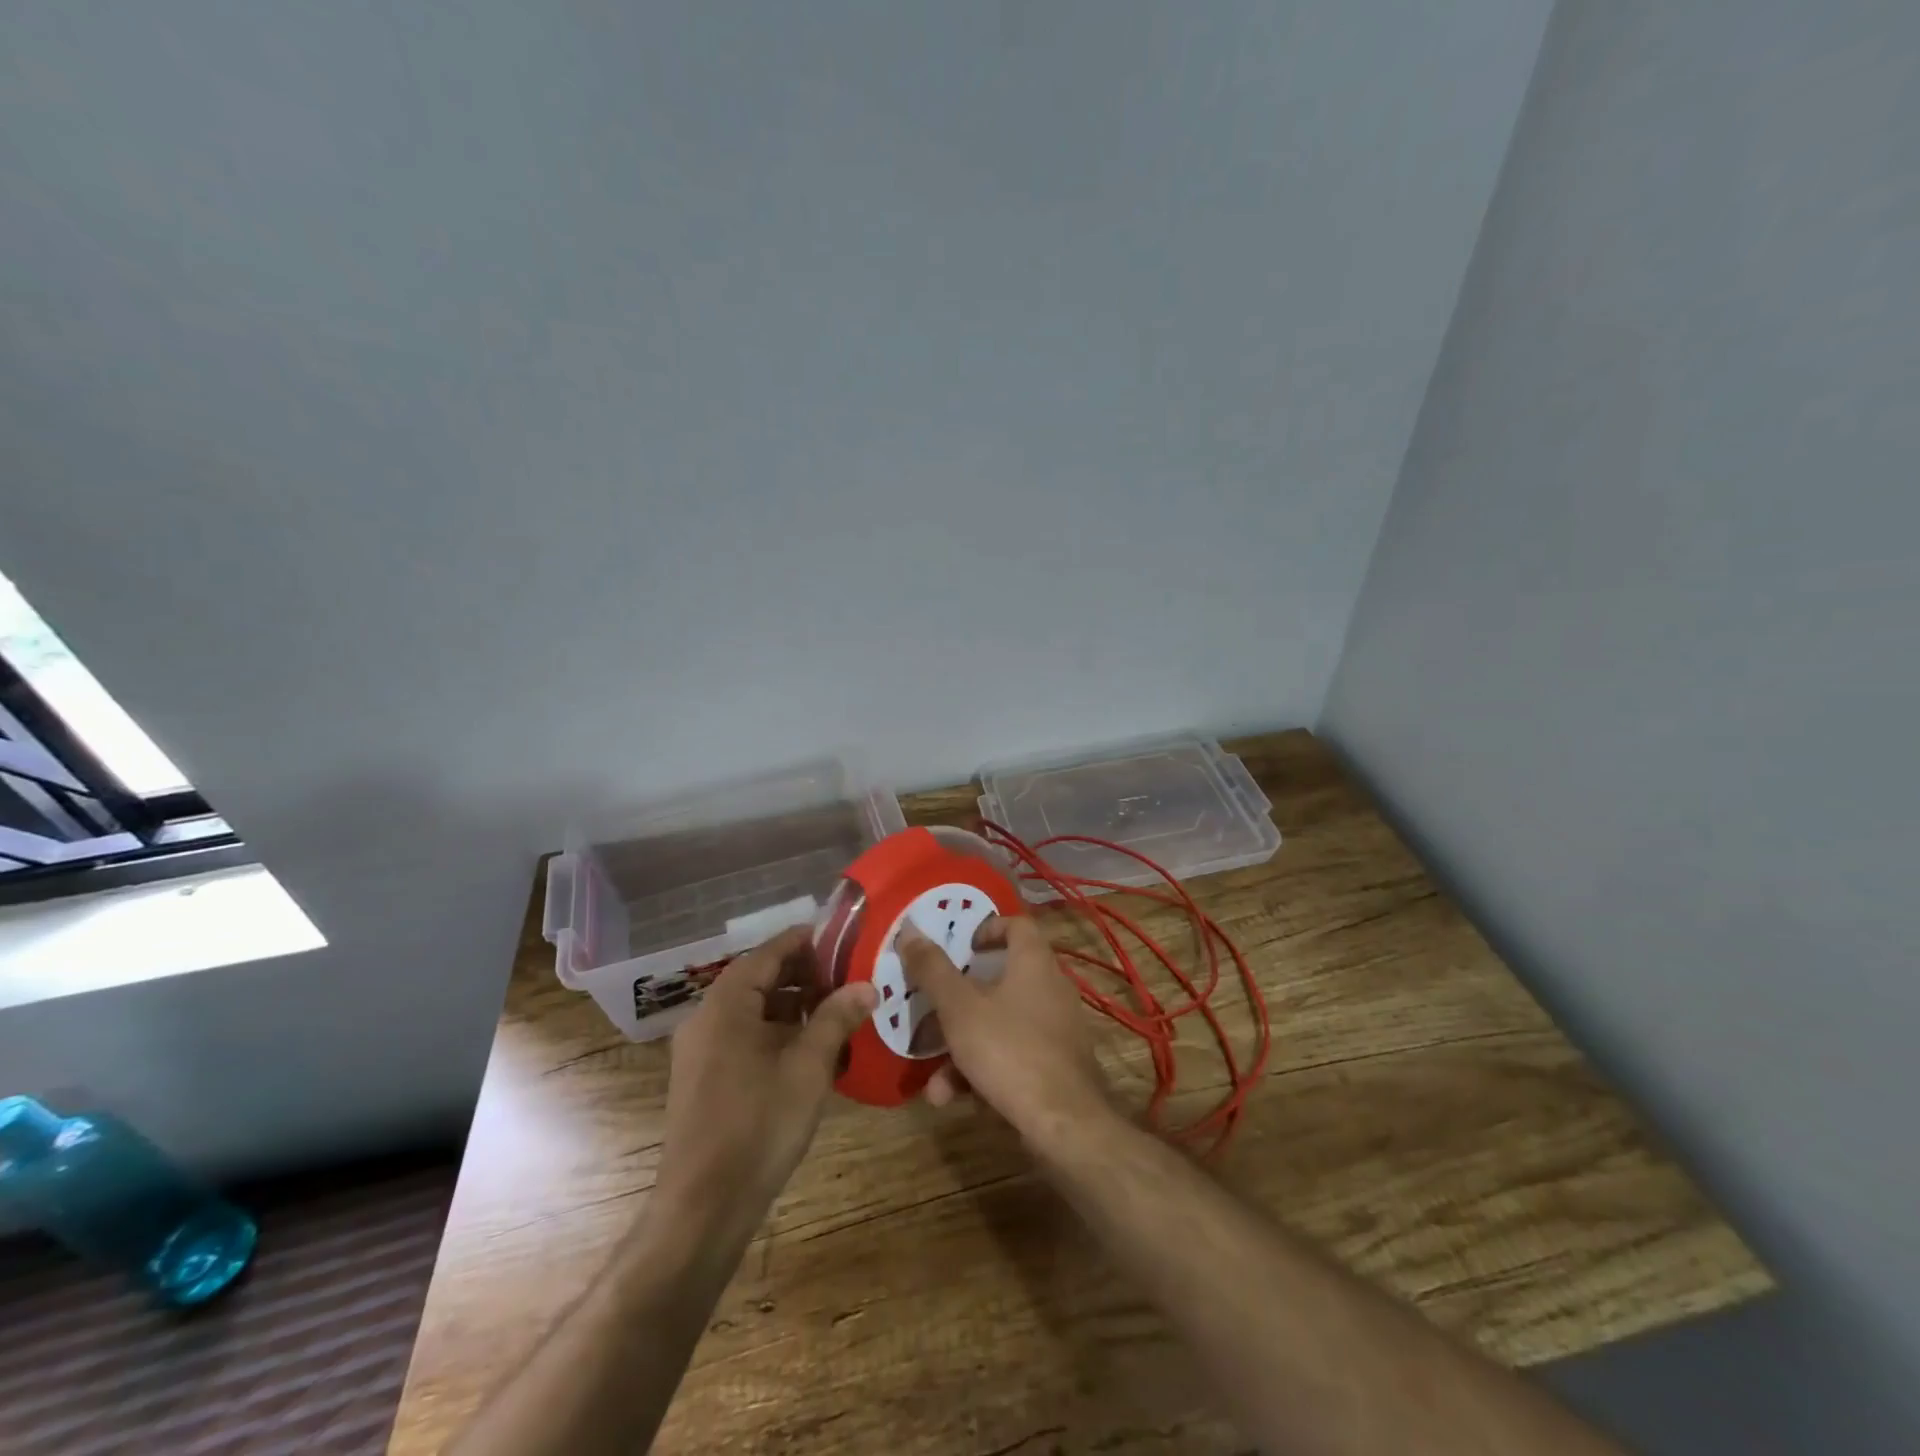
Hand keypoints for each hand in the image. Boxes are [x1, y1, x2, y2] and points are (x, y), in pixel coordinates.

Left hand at [652, 927, 875, 1233]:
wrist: (703, 1207)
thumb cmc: (758, 1124)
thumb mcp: (809, 1066)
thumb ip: (836, 1018)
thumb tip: (867, 985)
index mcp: (726, 1004)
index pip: (769, 951)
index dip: (806, 940)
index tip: (843, 935)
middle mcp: (706, 1018)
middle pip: (759, 978)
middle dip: (804, 974)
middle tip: (848, 974)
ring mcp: (701, 1050)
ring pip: (752, 1010)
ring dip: (792, 1005)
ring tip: (836, 1009)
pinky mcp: (704, 1078)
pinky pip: (743, 1036)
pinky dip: (776, 1032)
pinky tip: (810, 1049)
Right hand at [896, 915, 1111, 1143]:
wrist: (1063, 1122)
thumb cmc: (1008, 1049)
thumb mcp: (959, 1007)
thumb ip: (932, 969)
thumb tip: (910, 929)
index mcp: (1034, 962)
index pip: (1017, 924)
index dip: (986, 928)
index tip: (959, 946)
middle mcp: (1051, 987)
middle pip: (1000, 980)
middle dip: (957, 1002)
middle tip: (930, 1011)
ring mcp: (1056, 1028)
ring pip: (1000, 1024)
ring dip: (962, 1047)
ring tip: (933, 1078)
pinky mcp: (1056, 1064)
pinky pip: (1013, 1054)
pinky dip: (983, 1069)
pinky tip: (953, 1097)